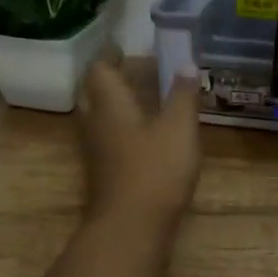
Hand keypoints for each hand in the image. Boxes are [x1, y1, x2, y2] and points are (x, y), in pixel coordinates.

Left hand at [77, 54, 201, 232]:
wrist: (131, 228)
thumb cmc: (155, 170)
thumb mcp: (179, 128)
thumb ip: (182, 95)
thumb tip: (185, 63)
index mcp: (109, 104)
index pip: (99, 69)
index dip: (110, 56)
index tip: (123, 48)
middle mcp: (95, 123)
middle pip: (92, 93)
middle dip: (107, 79)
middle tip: (129, 71)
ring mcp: (95, 152)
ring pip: (97, 118)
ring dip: (112, 105)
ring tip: (138, 99)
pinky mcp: (102, 174)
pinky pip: (106, 140)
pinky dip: (119, 129)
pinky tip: (141, 136)